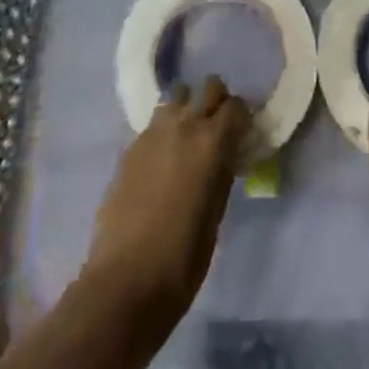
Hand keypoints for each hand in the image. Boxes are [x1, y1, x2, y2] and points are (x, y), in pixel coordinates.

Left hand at [82, 76, 250, 321]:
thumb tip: (224, 156)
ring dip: (187, 108)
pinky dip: (164, 130)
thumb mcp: (216, 214)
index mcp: (212, 142)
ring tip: (188, 137)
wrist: (125, 281)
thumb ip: (222, 173)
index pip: (236, 106)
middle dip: (217, 100)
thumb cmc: (182, 257)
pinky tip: (162, 159)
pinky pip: (154, 124)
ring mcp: (152, 134)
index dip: (242, 117)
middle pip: (207, 87)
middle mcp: (183, 126)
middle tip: (218, 127)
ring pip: (176, 97)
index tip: (243, 132)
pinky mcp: (129, 148)